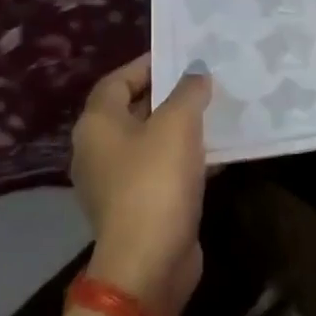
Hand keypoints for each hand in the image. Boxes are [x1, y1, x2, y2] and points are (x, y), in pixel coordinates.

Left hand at [70, 54, 211, 315]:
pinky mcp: (138, 207)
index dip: (146, 65)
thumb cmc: (156, 182)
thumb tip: (196, 73)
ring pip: (150, 143)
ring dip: (180, 128)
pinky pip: (162, 171)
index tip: (180, 55)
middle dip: (168, 95)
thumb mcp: (177, 125)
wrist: (150, 260)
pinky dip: (185, 159)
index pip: (116, 81)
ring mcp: (116, 183)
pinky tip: (218, 155)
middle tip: (204, 81)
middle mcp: (98, 150)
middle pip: (132, 110)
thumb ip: (188, 92)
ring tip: (216, 113)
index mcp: (97, 125)